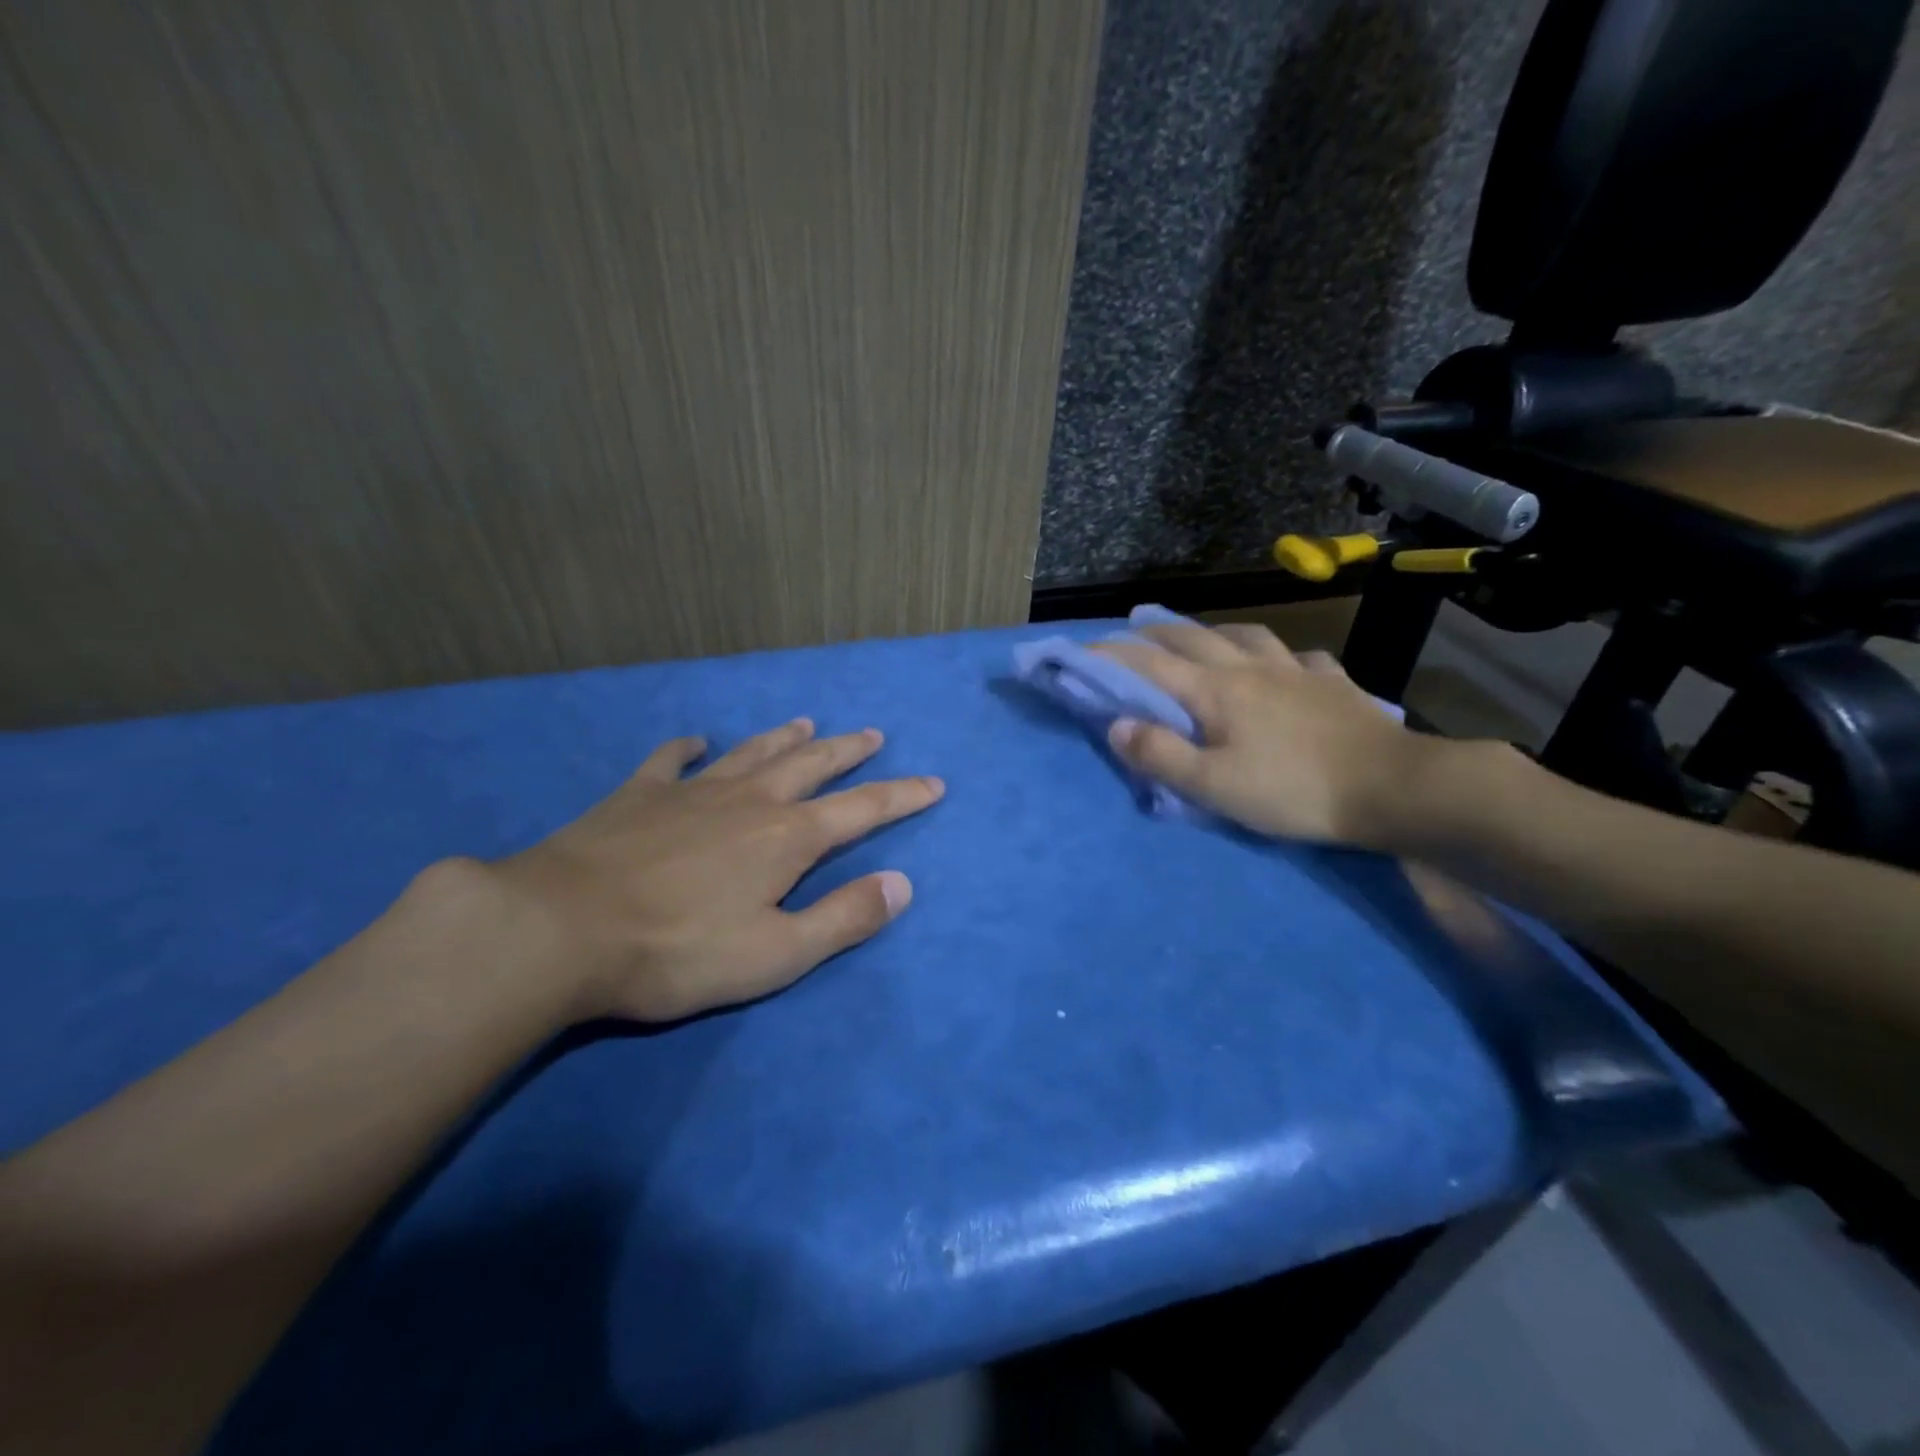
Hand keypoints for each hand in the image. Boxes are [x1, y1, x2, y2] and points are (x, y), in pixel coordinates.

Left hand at [476, 719, 942, 1021]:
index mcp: (787, 839)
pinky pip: (670, 761)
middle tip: (872, 734)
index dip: (902, 796)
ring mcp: (691, 792)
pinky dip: (687, 748)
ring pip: (752, 753)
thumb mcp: (776, 954)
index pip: (863, 810)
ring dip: (784, 739)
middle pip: (811, 766)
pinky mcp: (638, 796)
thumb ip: (844, 918)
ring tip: (806, 723)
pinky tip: (695, 740)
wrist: (560, 929)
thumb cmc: (677, 951)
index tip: (934, 783)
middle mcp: (749, 801)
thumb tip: (903, 884)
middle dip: (847, 752)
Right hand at [1092, 622, 1432, 845]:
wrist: (1393, 787)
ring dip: (1214, 631)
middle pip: (1194, 637)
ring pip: (1246, 635)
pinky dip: (1280, 656)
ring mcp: (1296, 671)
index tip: (1080, 653)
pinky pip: (1300, 657)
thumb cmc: (1294, 790)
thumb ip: (1161, 756)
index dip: (1110, 656)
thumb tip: (1117, 726)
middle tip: (1132, 631)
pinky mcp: (1334, 684)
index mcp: (1216, 690)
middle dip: (1155, 632)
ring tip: (1202, 636)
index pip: (1149, 664)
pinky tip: (1284, 664)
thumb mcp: (1214, 785)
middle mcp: (1251, 668)